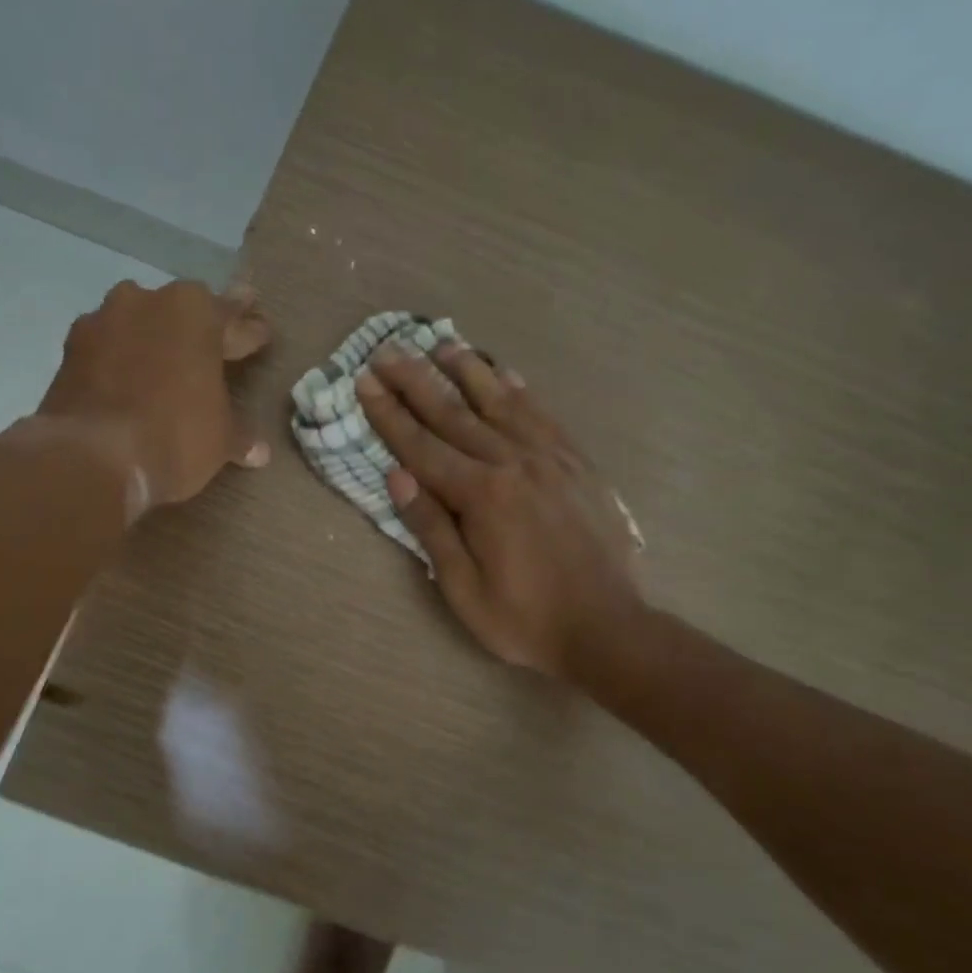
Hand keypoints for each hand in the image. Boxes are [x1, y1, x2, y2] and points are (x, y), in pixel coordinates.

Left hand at [38, 279, 270, 512]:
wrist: (91, 457)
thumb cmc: (174, 436)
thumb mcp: (220, 440)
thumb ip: (239, 435)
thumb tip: (259, 451)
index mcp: (196, 313)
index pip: (235, 320)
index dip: (251, 332)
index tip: (261, 333)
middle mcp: (149, 302)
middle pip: (185, 309)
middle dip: (204, 324)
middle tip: (221, 334)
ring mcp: (104, 321)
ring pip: (140, 320)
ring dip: (155, 335)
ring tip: (167, 356)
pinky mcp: (70, 348)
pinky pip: (108, 346)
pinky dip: (120, 358)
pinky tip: (127, 376)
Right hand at [357, 342, 642, 676]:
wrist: (607, 629)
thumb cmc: (525, 619)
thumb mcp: (463, 588)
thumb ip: (431, 528)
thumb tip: (397, 476)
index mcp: (482, 495)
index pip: (421, 446)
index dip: (388, 414)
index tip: (364, 382)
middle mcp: (514, 463)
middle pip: (455, 414)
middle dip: (416, 381)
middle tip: (388, 351)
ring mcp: (550, 460)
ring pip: (501, 403)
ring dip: (468, 372)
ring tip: (442, 344)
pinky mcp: (577, 465)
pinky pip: (543, 416)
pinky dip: (520, 391)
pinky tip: (505, 374)